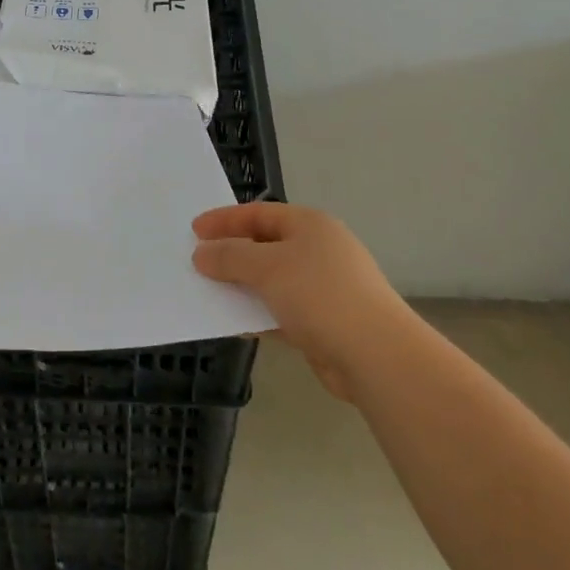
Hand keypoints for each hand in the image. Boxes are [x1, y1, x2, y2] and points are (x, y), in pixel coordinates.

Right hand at [192, 202, 410, 399]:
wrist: (376, 355)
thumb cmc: (320, 295)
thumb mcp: (267, 268)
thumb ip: (230, 257)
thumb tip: (202, 254)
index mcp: (310, 225)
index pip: (259, 213)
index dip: (225, 220)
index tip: (193, 230)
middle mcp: (318, 250)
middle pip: (265, 245)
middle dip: (232, 253)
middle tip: (197, 260)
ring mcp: (324, 287)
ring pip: (272, 280)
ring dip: (242, 286)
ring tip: (208, 292)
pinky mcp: (324, 322)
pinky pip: (280, 310)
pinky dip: (258, 313)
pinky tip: (234, 323)